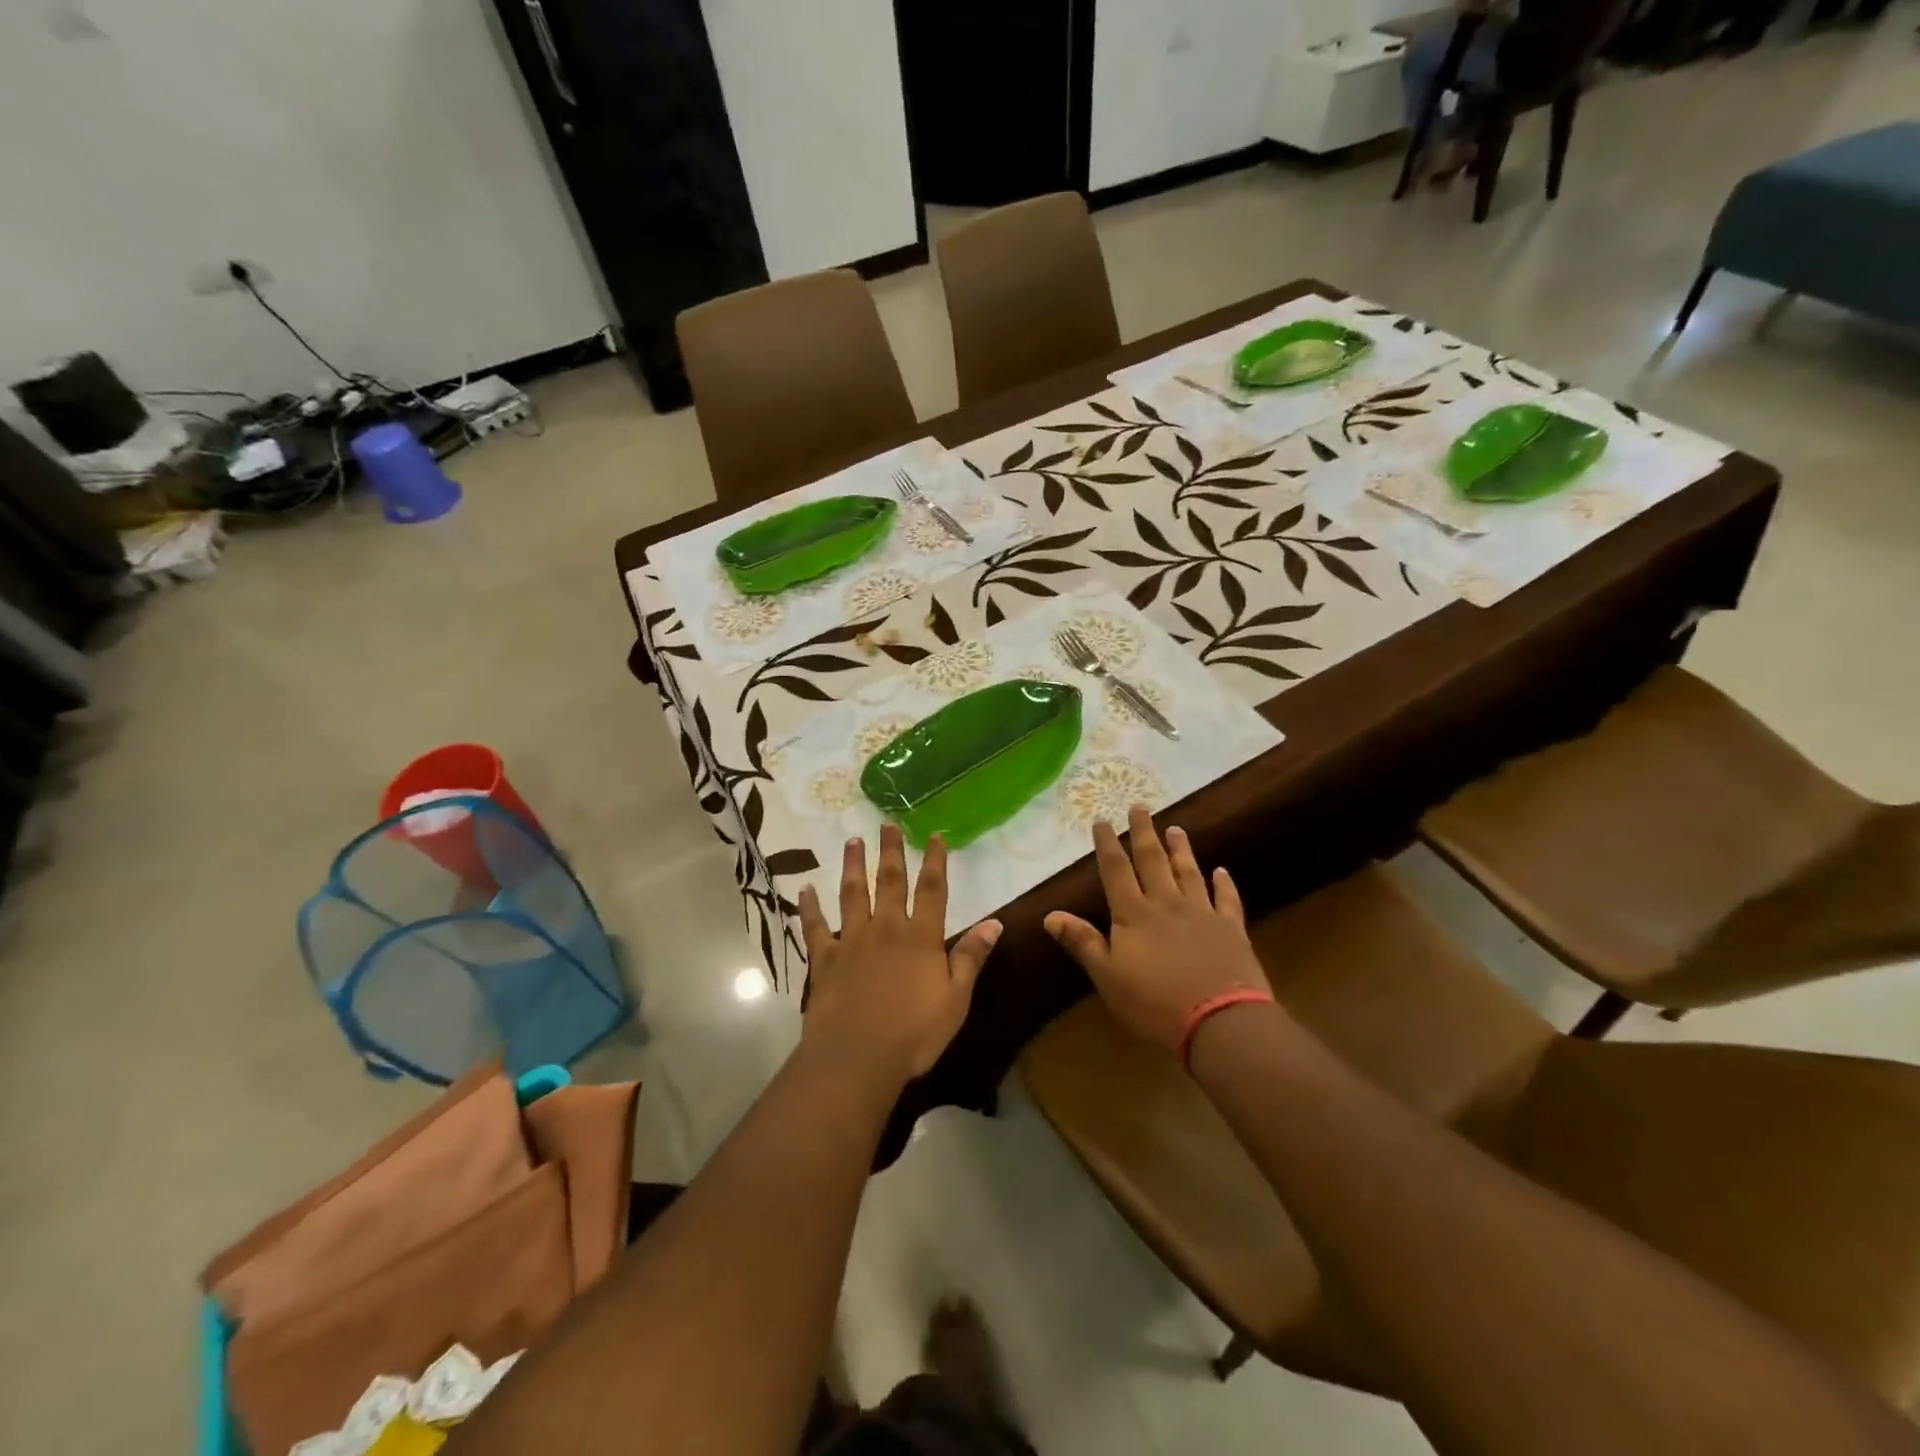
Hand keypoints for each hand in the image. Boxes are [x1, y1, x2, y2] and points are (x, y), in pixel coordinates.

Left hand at [799, 825, 1002, 1084]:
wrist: (858, 1056)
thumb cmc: (914, 1032)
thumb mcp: (956, 998)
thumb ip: (971, 957)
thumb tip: (995, 922)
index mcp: (921, 937)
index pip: (932, 890)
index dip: (935, 861)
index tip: (935, 836)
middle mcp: (886, 929)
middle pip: (889, 882)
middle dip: (890, 852)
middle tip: (887, 824)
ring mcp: (852, 941)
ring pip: (852, 894)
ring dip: (853, 866)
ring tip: (852, 841)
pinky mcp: (825, 959)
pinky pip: (815, 927)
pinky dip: (810, 907)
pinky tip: (806, 889)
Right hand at [1044, 806, 1267, 1048]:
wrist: (1219, 1020)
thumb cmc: (1154, 1002)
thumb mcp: (1107, 976)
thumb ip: (1082, 942)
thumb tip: (1050, 914)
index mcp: (1133, 913)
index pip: (1116, 870)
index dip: (1107, 844)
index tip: (1102, 820)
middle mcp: (1166, 903)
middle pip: (1152, 860)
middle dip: (1143, 833)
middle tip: (1139, 806)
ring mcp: (1202, 913)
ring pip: (1188, 872)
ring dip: (1181, 850)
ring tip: (1176, 828)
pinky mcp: (1231, 929)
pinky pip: (1227, 899)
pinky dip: (1224, 884)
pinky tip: (1222, 871)